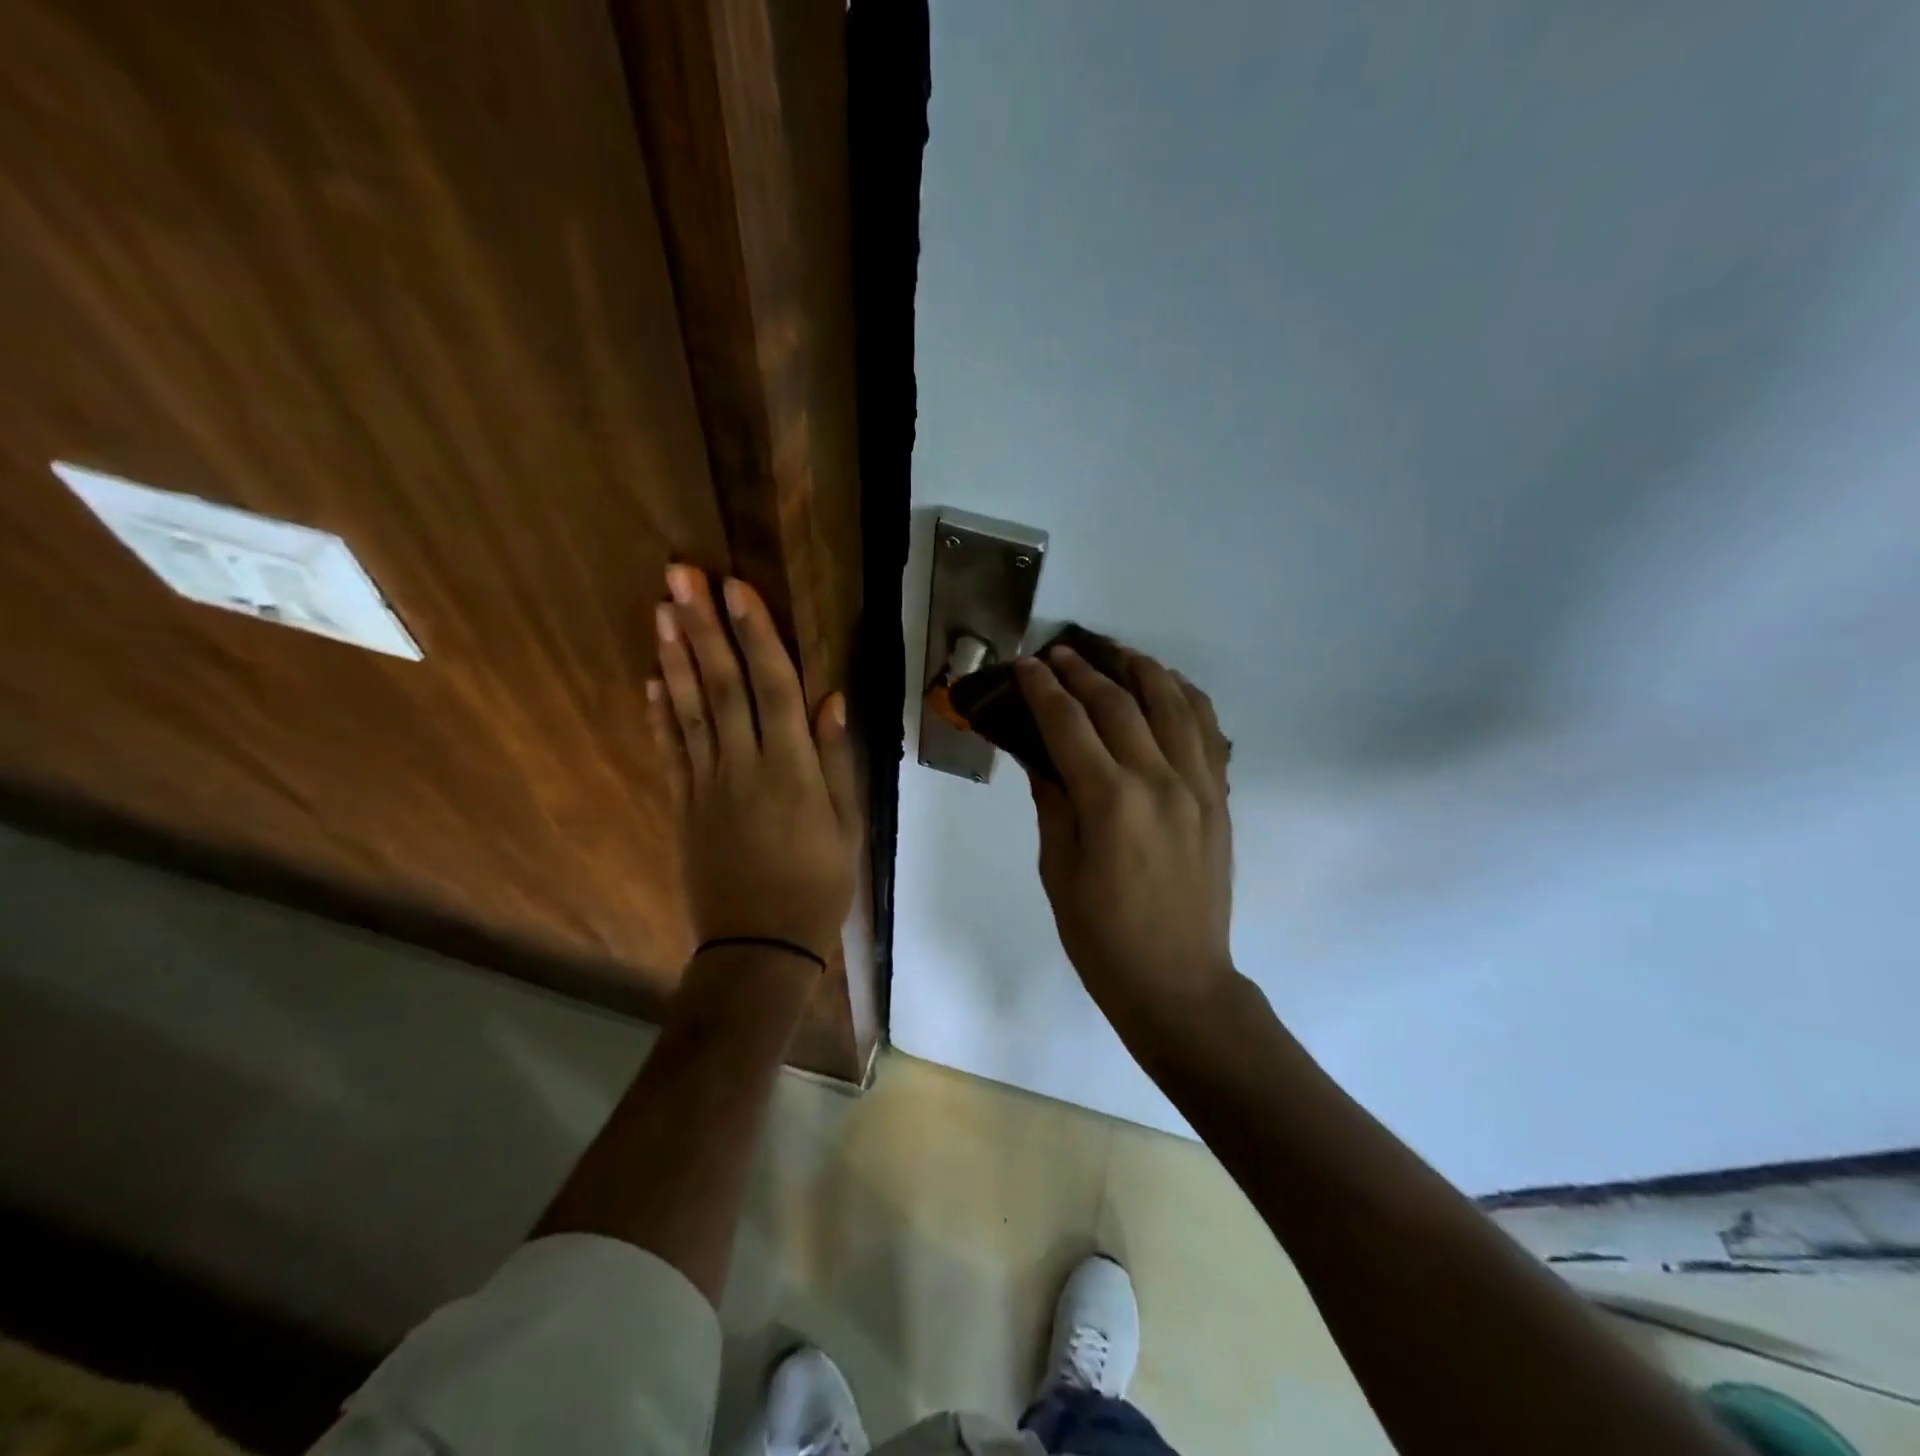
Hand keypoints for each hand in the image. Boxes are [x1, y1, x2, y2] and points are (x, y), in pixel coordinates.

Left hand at [649, 565, 858, 964]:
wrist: (759, 947)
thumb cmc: (817, 885)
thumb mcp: (847, 826)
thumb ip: (836, 760)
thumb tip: (831, 699)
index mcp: (790, 770)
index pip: (772, 688)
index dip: (755, 635)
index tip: (736, 589)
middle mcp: (743, 766)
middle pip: (721, 685)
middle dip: (702, 627)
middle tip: (680, 575)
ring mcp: (706, 784)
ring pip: (689, 709)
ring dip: (676, 657)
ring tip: (660, 609)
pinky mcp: (684, 805)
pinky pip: (670, 750)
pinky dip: (660, 712)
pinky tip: (652, 679)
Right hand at [1015, 644, 1235, 1039]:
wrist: (1177, 981)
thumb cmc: (1102, 936)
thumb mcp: (1058, 870)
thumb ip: (1052, 802)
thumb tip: (1040, 755)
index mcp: (1110, 802)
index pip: (1070, 724)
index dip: (1043, 688)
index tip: (1025, 664)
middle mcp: (1159, 780)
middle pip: (1119, 703)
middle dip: (1083, 670)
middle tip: (1058, 652)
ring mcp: (1198, 786)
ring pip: (1172, 703)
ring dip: (1140, 669)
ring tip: (1114, 651)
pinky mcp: (1219, 798)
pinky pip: (1208, 730)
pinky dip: (1187, 697)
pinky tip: (1168, 686)